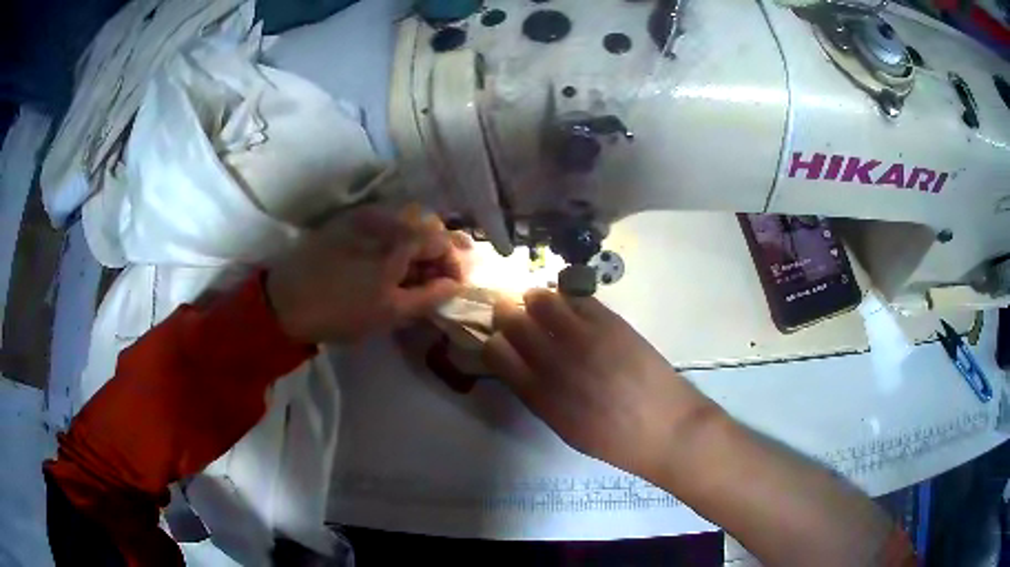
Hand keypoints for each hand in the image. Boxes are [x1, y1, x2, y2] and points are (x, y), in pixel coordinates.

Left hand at [267, 206, 472, 343]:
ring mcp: (363, 216)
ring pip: (404, 219)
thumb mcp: (391, 313)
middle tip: (438, 275)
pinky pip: (382, 220)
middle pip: (426, 223)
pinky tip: (388, 256)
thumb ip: (429, 296)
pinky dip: (395, 235)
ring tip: (414, 267)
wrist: (286, 301)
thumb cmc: (342, 312)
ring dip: (417, 240)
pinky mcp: (346, 220)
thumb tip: (454, 284)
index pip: (442, 241)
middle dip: (439, 248)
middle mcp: (385, 218)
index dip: (454, 262)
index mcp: (399, 241)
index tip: (454, 283)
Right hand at [484, 289, 722, 480]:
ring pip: (543, 301)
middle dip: (506, 313)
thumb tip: (523, 365)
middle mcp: (555, 363)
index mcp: (540, 395)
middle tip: (511, 310)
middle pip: (513, 322)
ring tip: (540, 302)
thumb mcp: (565, 428)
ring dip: (534, 298)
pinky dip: (567, 297)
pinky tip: (570, 305)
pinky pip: (578, 298)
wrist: (666, 429)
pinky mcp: (611, 324)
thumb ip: (539, 396)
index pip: (496, 352)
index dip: (493, 341)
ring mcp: (584, 339)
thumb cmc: (615, 440)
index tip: (500, 339)